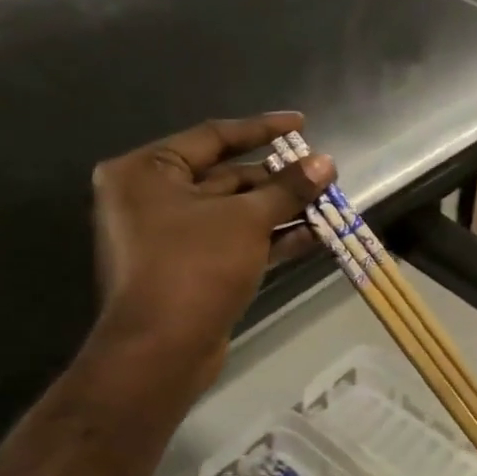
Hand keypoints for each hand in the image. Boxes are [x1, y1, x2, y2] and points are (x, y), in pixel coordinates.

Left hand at [90, 114, 333, 382]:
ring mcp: (171, 235)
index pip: (214, 136)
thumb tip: (326, 163)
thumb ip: (289, 188)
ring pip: (237, 211)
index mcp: (147, 172)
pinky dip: (272, 237)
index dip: (263, 129)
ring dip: (283, 209)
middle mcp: (153, 198)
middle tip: (322, 173)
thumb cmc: (195, 266)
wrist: (161, 351)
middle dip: (279, 178)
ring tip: (329, 203)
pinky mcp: (191, 267)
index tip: (303, 124)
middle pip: (228, 176)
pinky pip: (236, 240)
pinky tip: (316, 235)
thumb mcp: (248, 219)